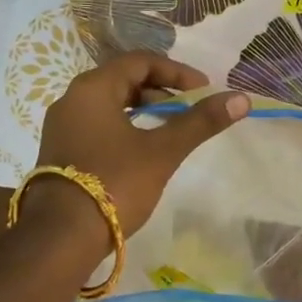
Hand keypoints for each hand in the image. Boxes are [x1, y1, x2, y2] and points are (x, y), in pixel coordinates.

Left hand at [33, 53, 248, 239]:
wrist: (60, 239)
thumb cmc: (114, 183)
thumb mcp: (163, 151)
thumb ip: (200, 122)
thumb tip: (241, 98)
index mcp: (93, 88)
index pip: (141, 61)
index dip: (177, 72)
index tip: (203, 91)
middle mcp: (72, 98)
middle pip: (124, 79)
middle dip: (161, 90)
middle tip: (189, 108)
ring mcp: (62, 126)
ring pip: (110, 102)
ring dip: (143, 108)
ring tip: (170, 128)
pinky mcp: (60, 150)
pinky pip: (98, 123)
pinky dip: (125, 125)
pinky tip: (142, 148)